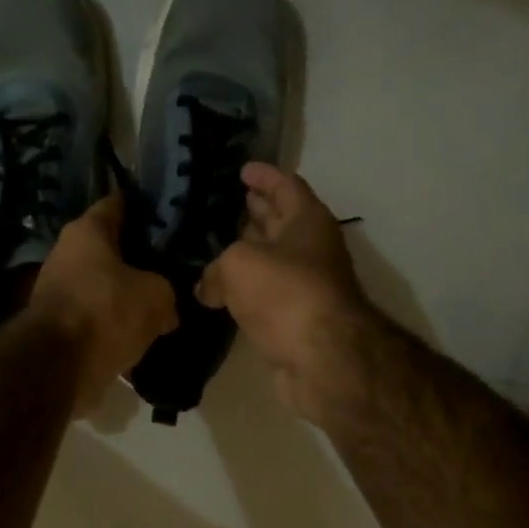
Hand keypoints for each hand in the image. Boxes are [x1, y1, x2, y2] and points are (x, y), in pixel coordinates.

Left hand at [32, 192, 178, 409]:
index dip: (145, 206)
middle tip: (172, 264)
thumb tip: (167, 309)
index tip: (168, 214)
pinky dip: (114, 324)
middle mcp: (66, 253)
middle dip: (139, 256)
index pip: (118, 204)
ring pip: (104, 285)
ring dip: (126, 294)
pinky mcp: (59, 325)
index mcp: (87, 231)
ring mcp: (58, 290)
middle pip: (110, 248)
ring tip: (161, 303)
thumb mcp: (156, 296)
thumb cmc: (106, 312)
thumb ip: (166, 292)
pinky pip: (96, 317)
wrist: (58, 367)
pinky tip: (141, 333)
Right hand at [197, 164, 376, 420]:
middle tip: (227, 202)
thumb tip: (206, 288)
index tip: (242, 169)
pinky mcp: (294, 319)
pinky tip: (218, 291)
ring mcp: (305, 286)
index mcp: (307, 221)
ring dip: (247, 252)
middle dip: (257, 211)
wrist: (321, 358)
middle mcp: (310, 249)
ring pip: (271, 260)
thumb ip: (216, 268)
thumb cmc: (285, 293)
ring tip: (214, 244)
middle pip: (281, 222)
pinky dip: (244, 289)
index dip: (264, 176)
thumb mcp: (239, 265)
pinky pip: (264, 294)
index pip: (286, 186)